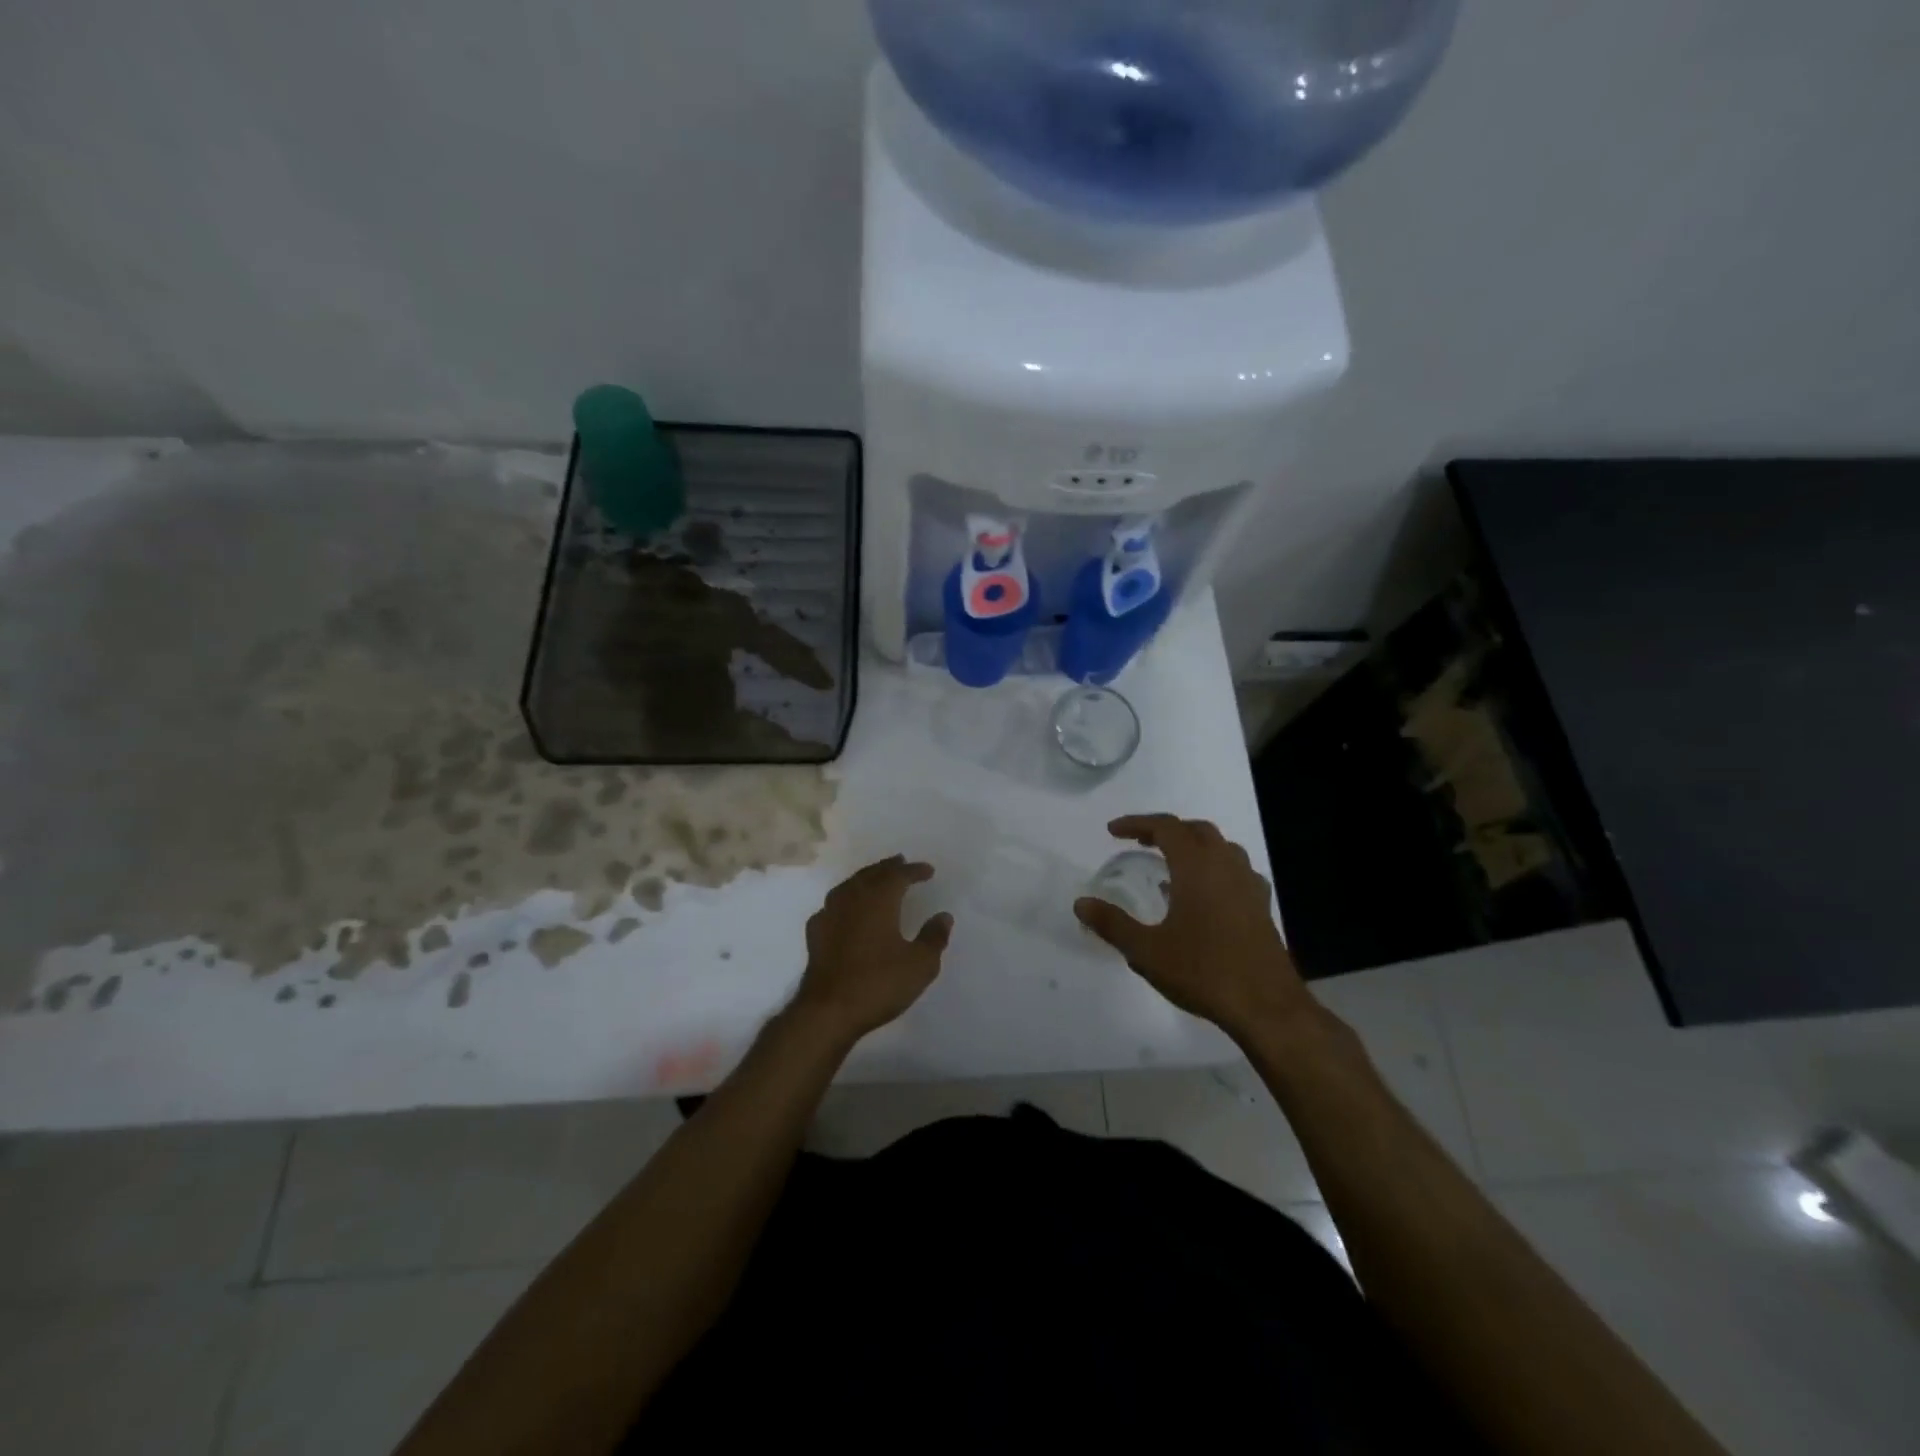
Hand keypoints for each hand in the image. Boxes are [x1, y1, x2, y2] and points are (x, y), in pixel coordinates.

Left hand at [792, 856, 952, 1041]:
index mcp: (879, 900)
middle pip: (871, 874)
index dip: (914, 870)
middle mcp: (852, 899)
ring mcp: (829, 914)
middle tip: (900, 862)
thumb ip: (934, 937)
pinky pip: (833, 906)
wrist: (828, 1011)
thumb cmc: (878, 983)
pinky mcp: (816, 933)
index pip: (898, 875)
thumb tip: (943, 916)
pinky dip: (845, 901)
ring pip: (849, 886)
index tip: (928, 870)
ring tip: (875, 880)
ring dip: (865, 879)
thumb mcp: (920, 965)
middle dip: (888, 867)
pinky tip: (846, 911)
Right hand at [1075, 815, 1311, 1041]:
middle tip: (1140, 842)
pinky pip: (1236, 870)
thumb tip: (1080, 903)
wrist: (1266, 1006)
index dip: (1137, 823)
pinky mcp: (1262, 906)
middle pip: (1196, 830)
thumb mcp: (1147, 951)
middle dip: (1166, 830)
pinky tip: (1206, 893)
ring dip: (1193, 846)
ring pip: (1221, 847)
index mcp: (1196, 866)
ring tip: (1171, 864)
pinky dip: (1215, 868)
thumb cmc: (1203, 971)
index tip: (1113, 831)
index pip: (1166, 827)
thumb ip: (1112, 924)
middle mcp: (1225, 865)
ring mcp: (1248, 885)